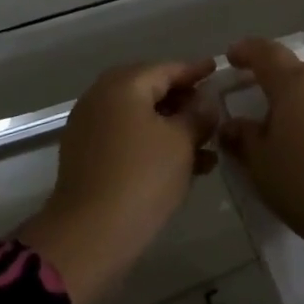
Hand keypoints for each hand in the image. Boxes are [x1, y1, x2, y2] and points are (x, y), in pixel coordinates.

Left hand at [19, 58, 218, 303]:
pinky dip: (153, 145)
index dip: (195, 71)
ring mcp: (90, 127)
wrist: (90, 234)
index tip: (216, 69)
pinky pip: (128, 140)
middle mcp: (101, 97)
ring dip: (172, 128)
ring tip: (207, 147)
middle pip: (150, 91)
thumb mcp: (181, 142)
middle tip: (212, 110)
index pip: (167, 68)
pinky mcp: (87, 157)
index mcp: (123, 85)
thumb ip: (198, 115)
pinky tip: (183, 166)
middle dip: (183, 101)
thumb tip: (206, 101)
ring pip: (140, 118)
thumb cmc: (142, 177)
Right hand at [218, 38, 303, 261]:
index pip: (266, 53)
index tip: (232, 57)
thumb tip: (232, 124)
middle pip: (296, 74)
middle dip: (276, 90)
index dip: (247, 51)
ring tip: (296, 146)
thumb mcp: (264, 168)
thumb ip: (244, 140)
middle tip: (261, 119)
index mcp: (295, 83)